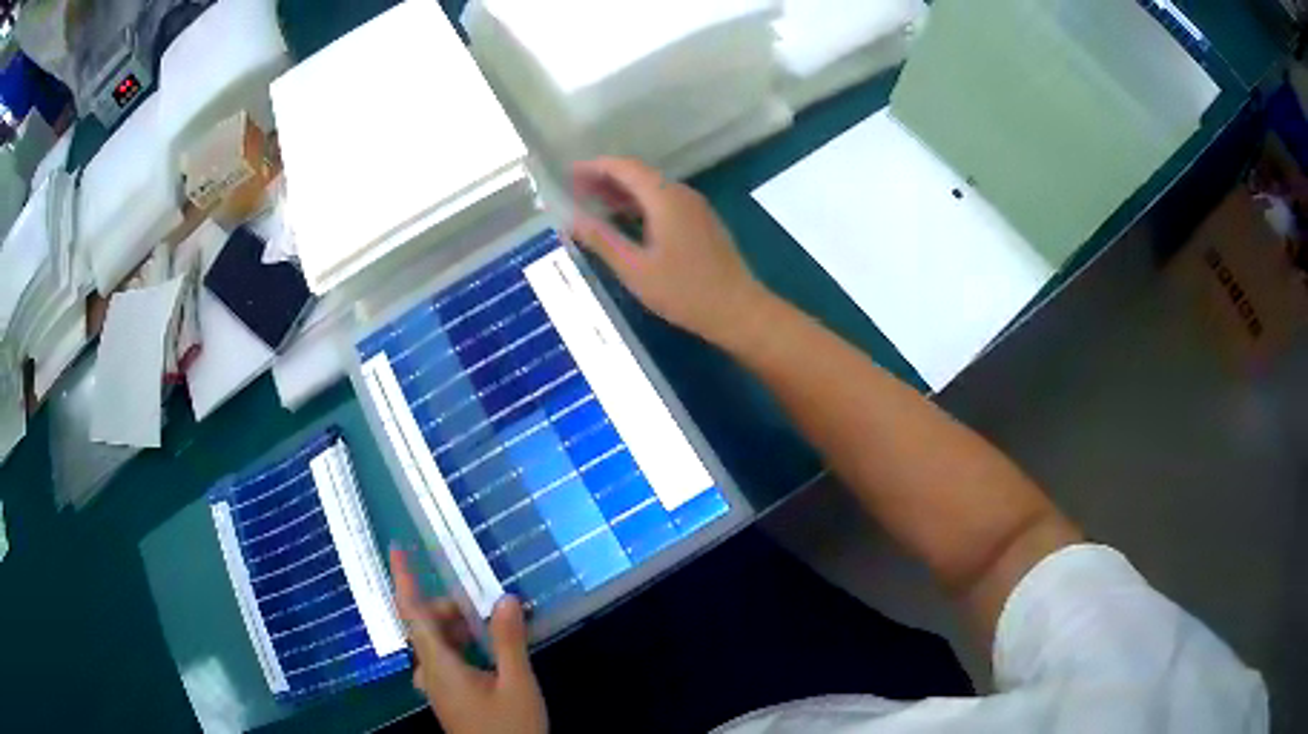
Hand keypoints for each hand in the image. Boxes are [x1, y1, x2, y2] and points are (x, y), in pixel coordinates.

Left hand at [390, 548, 547, 733]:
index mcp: (439, 665)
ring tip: (495, 630)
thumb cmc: (509, 728)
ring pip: (437, 644)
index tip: (396, 548)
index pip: (412, 613)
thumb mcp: (518, 684)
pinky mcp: (448, 696)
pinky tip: (491, 654)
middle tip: (488, 607)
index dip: (403, 579)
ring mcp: (436, 686)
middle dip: (451, 608)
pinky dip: (463, 646)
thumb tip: (505, 598)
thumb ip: (509, 641)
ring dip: (460, 629)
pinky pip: (446, 659)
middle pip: (427, 626)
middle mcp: (430, 672)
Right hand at [571, 157, 765, 343]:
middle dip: (606, 178)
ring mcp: (695, 208)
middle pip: (639, 174)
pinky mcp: (701, 223)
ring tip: (591, 202)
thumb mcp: (635, 269)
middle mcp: (681, 194)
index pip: (625, 168)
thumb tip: (571, 219)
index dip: (595, 167)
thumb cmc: (684, 291)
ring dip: (622, 192)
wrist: (737, 310)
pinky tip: (624, 221)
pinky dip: (639, 205)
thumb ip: (602, 240)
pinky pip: (664, 202)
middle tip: (574, 189)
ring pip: (652, 189)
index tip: (569, 174)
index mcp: (665, 198)